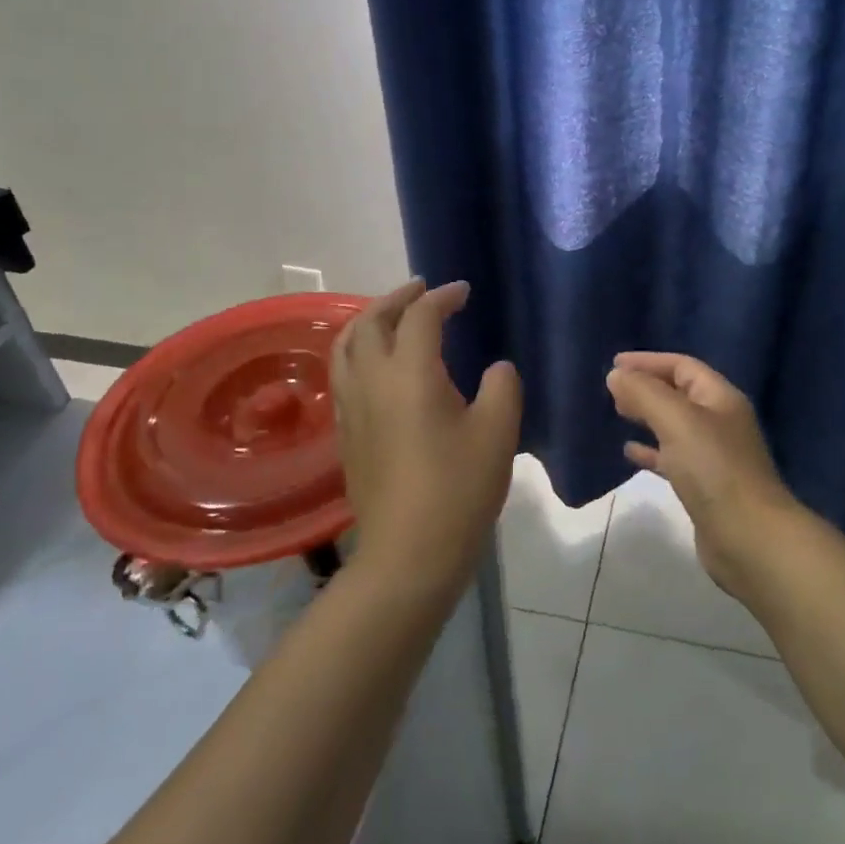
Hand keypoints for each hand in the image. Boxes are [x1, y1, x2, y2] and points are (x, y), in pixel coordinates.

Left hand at [333, 279, 522, 598]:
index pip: (420, 317)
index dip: (442, 297)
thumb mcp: (498, 432)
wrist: (409, 553)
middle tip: (422, 290)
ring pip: (345, 346)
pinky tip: (379, 365)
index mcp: (409, 373)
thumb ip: (501, 387)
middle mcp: (371, 381)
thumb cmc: (459, 488)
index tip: (463, 292)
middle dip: (396, 298)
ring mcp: (351, 408)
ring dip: (369, 321)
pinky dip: (359, 351)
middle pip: (370, 321)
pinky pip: (343, 373)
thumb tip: (495, 369)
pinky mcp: (345, 433)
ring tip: (393, 318)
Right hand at [606, 352, 803, 601]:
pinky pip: (673, 458)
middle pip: (680, 393)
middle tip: (613, 389)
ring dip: (648, 416)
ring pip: (675, 425)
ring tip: (618, 413)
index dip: (649, 361)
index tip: (615, 364)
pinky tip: (629, 453)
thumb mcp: (677, 421)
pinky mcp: (705, 486)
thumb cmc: (714, 470)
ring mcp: (715, 456)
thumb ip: (645, 394)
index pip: (683, 366)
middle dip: (647, 387)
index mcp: (720, 398)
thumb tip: (617, 374)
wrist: (749, 538)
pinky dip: (651, 451)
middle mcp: (720, 422)